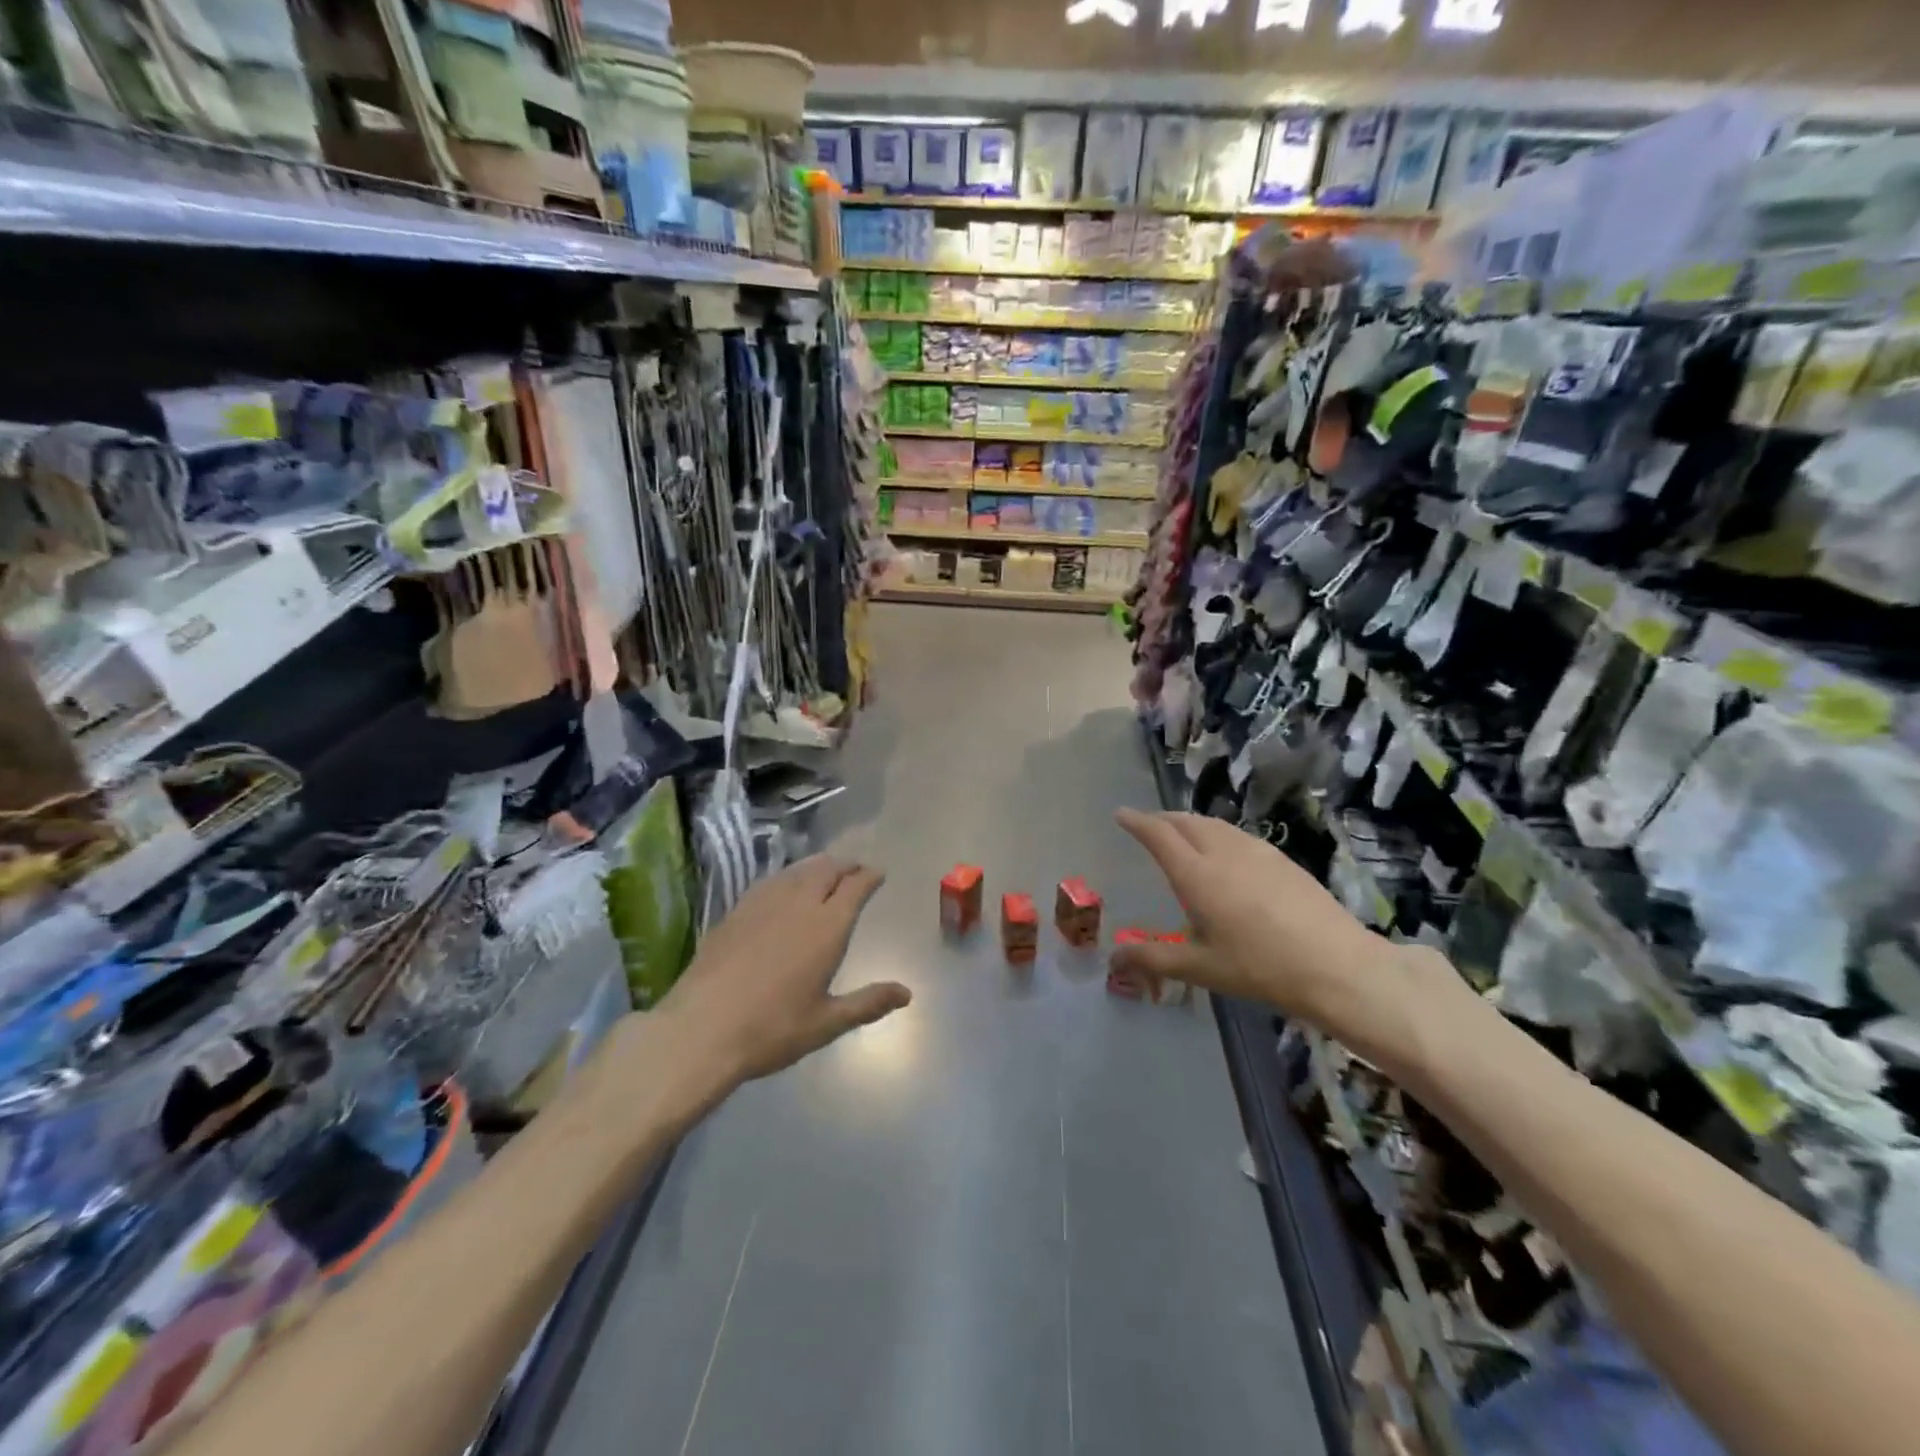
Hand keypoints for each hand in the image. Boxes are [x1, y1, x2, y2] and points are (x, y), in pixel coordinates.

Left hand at [659, 855, 909, 1087]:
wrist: (701, 1028)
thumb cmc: (771, 1029)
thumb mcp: (826, 1023)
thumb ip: (867, 1003)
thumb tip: (907, 994)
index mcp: (827, 927)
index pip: (855, 886)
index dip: (869, 876)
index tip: (878, 874)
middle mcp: (799, 904)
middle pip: (828, 869)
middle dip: (846, 865)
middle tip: (856, 870)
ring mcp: (764, 902)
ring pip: (799, 869)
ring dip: (819, 866)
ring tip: (826, 872)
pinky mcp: (737, 909)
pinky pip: (772, 880)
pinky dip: (789, 876)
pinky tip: (785, 887)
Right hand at [1111, 809, 1440, 1068]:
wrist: (1336, 965)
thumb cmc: (1259, 967)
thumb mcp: (1200, 968)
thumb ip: (1153, 959)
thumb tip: (1114, 958)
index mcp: (1196, 874)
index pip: (1159, 835)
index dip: (1137, 821)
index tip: (1121, 814)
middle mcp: (1222, 852)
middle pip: (1186, 821)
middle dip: (1162, 819)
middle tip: (1148, 826)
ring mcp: (1256, 851)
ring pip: (1214, 824)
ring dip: (1190, 823)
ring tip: (1182, 834)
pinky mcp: (1281, 859)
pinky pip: (1237, 834)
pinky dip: (1217, 833)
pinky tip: (1225, 853)